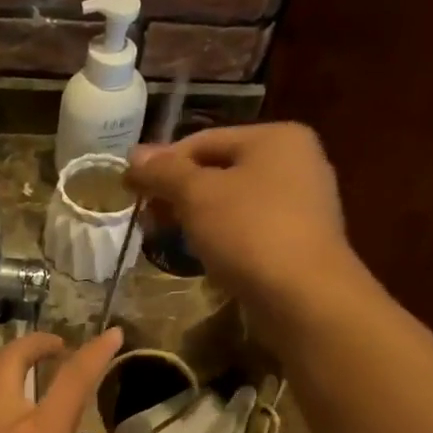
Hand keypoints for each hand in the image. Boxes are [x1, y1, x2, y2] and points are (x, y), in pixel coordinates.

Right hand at [126, 122, 359, 328]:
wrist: (303, 296)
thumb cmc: (249, 233)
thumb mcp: (197, 195)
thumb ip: (163, 172)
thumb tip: (133, 156)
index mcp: (275, 137)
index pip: (203, 141)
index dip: (161, 164)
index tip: (130, 190)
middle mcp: (295, 161)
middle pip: (219, 171)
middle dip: (178, 194)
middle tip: (146, 220)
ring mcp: (301, 203)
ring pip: (233, 203)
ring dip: (197, 219)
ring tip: (168, 240)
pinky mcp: (299, 241)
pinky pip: (249, 230)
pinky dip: (222, 238)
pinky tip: (203, 258)